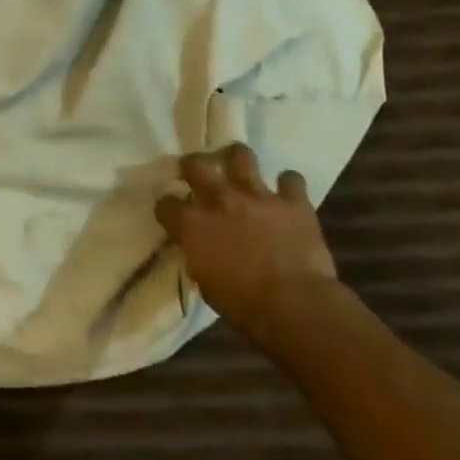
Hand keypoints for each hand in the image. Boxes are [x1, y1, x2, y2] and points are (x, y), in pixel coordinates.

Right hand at [156, 143, 336, 334]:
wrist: (294, 304)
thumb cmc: (242, 303)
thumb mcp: (204, 280)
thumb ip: (198, 252)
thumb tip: (198, 245)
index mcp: (192, 224)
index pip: (166, 203)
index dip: (168, 207)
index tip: (172, 213)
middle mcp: (220, 200)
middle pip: (196, 165)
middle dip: (193, 165)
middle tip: (196, 172)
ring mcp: (258, 196)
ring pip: (241, 156)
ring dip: (237, 159)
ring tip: (238, 167)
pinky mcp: (293, 202)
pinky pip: (291, 179)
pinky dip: (288, 185)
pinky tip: (286, 193)